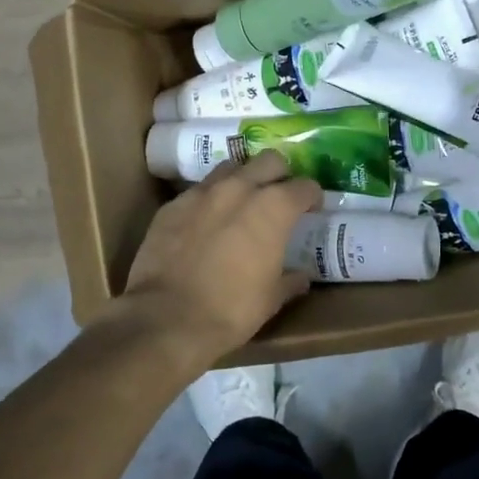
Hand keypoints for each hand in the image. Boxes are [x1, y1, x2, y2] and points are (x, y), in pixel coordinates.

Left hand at [122, 151, 322, 361]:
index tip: (313, 209)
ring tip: (242, 202)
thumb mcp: (271, 299)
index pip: (305, 186)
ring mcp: (202, 192)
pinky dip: (210, 200)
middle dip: (279, 174)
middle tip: (279, 197)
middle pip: (269, 161)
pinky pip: (199, 190)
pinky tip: (207, 222)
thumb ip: (290, 280)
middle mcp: (240, 188)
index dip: (312, 197)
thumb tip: (301, 276)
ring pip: (231, 167)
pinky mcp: (173, 204)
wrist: (166, 318)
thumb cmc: (231, 309)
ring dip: (242, 179)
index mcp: (273, 208)